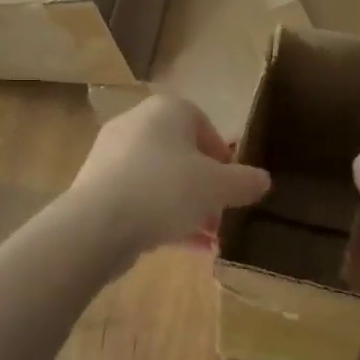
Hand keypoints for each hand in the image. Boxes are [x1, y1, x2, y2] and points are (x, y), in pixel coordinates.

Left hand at [67, 94, 270, 258]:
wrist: (98, 224)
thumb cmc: (166, 189)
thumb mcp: (219, 187)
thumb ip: (245, 182)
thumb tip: (263, 180)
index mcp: (167, 110)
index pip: (202, 123)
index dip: (222, 155)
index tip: (233, 183)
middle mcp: (136, 124)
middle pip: (181, 154)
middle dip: (204, 186)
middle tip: (221, 213)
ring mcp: (111, 156)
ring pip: (160, 180)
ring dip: (186, 207)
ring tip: (207, 238)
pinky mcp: (96, 188)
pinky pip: (139, 199)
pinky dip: (161, 218)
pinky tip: (184, 248)